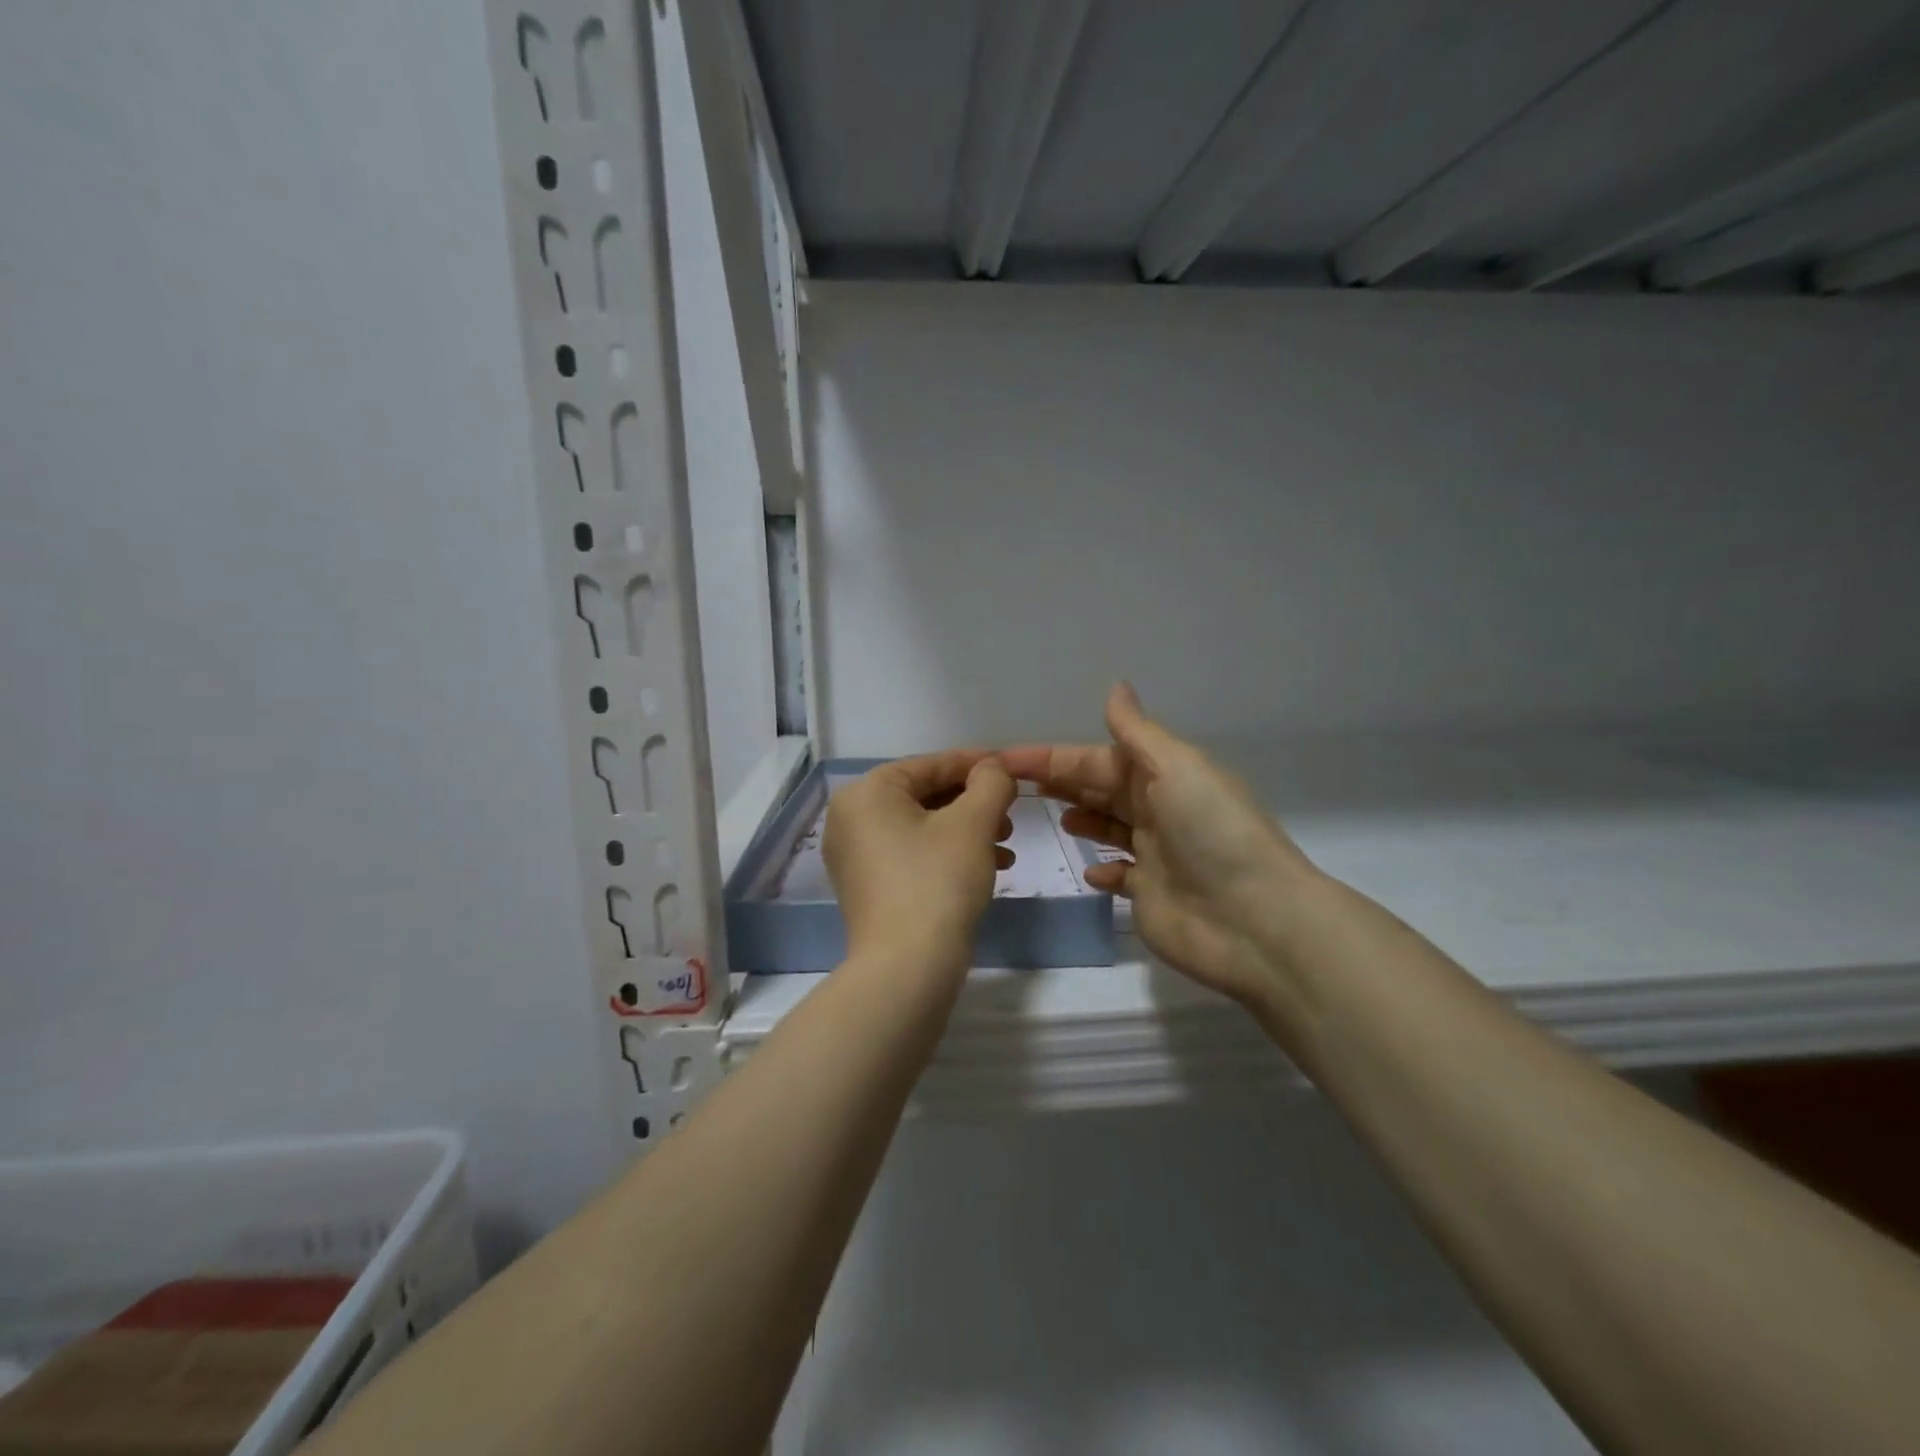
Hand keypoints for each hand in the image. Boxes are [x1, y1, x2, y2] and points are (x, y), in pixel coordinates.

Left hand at [824, 751, 1017, 973]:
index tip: (1012, 768)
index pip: (931, 765)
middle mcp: (851, 818)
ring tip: (1005, 844)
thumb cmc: (938, 882)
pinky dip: (948, 854)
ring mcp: (855, 856)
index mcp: (867, 793)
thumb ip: (990, 783)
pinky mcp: (867, 887)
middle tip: (1011, 814)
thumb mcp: (973, 823)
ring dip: (968, 831)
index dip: (977, 764)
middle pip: (925, 795)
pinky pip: (912, 854)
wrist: (907, 969)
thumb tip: (994, 768)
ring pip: (922, 827)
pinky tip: (988, 868)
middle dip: (974, 803)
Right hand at [1002, 684, 1318, 1006]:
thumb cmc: (1211, 832)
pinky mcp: (1149, 895)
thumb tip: (1116, 686)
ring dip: (1081, 818)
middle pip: (1099, 789)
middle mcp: (1157, 809)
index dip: (1051, 758)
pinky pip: (1118, 876)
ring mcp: (1154, 854)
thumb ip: (1137, 732)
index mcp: (1162, 775)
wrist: (1254, 920)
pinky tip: (1088, 870)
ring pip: (1108, 827)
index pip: (1095, 759)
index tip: (1005, 759)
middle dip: (1061, 783)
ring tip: (1051, 818)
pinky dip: (1102, 870)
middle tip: (1011, 785)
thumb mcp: (1177, 767)